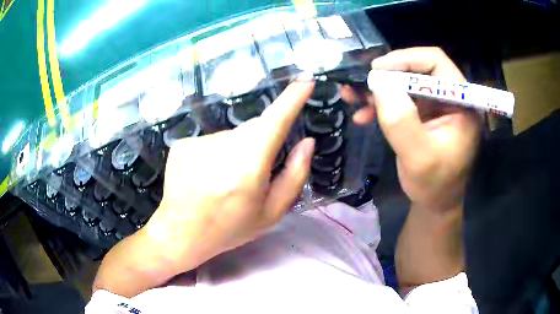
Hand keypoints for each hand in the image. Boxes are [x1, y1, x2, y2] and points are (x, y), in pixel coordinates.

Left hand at [149, 75, 315, 272]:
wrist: (181, 232)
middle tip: (252, 176)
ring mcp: (198, 142)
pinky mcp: (182, 143)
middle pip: (255, 129)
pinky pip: (211, 141)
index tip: (305, 79)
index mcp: (249, 166)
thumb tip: (306, 143)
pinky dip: (215, 155)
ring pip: (233, 136)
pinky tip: (206, 177)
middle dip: (262, 144)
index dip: (292, 98)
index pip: (275, 121)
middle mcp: (222, 146)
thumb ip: (294, 176)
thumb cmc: (230, 227)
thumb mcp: (271, 213)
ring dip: (237, 152)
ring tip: (225, 181)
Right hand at [341, 47, 481, 288]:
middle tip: (361, 83)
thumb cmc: (435, 185)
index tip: (377, 69)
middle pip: (418, 70)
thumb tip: (378, 82)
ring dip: (379, 89)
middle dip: (387, 75)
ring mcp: (437, 105)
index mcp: (462, 102)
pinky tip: (363, 116)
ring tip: (353, 97)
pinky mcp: (425, 114)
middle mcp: (451, 98)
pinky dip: (381, 104)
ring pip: (405, 83)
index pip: (436, 62)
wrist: (436, 203)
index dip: (406, 59)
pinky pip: (401, 99)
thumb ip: (402, 121)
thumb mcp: (419, 157)